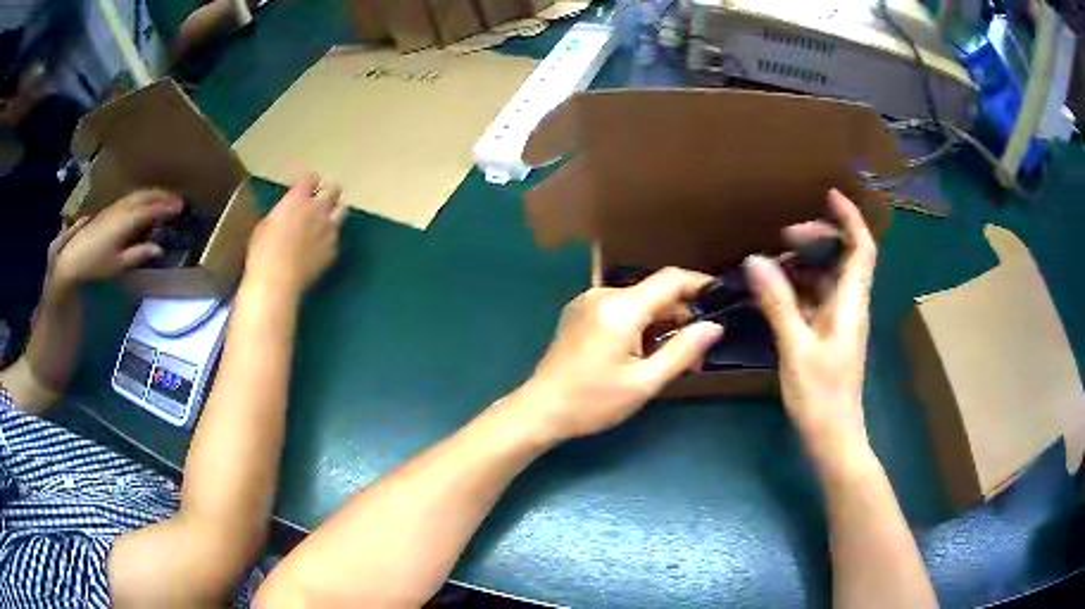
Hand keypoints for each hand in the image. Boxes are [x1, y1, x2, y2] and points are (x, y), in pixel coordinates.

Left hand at [53, 190, 182, 286]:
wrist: (73, 258)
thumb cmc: (95, 264)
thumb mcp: (118, 264)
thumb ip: (138, 254)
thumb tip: (159, 249)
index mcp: (127, 221)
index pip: (151, 209)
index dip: (167, 207)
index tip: (181, 206)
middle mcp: (122, 209)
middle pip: (145, 196)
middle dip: (162, 195)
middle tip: (177, 199)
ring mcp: (115, 207)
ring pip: (138, 195)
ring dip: (153, 194)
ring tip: (164, 198)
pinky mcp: (109, 210)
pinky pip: (131, 198)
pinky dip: (143, 198)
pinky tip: (144, 204)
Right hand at [245, 173, 346, 293]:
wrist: (277, 281)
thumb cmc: (262, 252)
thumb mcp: (265, 224)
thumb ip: (282, 212)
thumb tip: (286, 213)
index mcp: (298, 199)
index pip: (311, 177)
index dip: (308, 181)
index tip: (303, 186)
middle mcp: (318, 209)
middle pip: (333, 189)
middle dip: (328, 191)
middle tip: (320, 198)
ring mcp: (329, 229)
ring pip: (343, 209)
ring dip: (335, 209)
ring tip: (328, 217)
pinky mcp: (333, 249)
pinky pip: (337, 236)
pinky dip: (331, 236)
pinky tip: (322, 244)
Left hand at [517, 267, 723, 441]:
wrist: (541, 410)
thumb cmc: (593, 402)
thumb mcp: (644, 382)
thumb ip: (683, 351)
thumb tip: (714, 327)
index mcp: (620, 307)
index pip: (670, 279)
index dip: (699, 283)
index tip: (721, 297)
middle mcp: (603, 294)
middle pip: (654, 292)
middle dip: (680, 315)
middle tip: (698, 348)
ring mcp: (587, 301)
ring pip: (638, 301)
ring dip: (659, 322)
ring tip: (671, 356)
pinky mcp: (579, 312)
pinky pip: (620, 308)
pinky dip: (639, 323)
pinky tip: (643, 351)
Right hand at [744, 189, 875, 463]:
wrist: (833, 437)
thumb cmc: (820, 396)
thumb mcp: (796, 348)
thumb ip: (778, 303)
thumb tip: (756, 261)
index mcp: (850, 303)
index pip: (862, 249)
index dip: (850, 218)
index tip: (828, 194)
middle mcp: (849, 305)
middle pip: (842, 257)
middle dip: (817, 238)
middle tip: (782, 236)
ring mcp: (839, 320)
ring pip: (825, 277)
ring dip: (802, 264)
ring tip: (768, 263)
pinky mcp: (828, 334)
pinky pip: (814, 298)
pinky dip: (796, 288)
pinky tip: (772, 291)